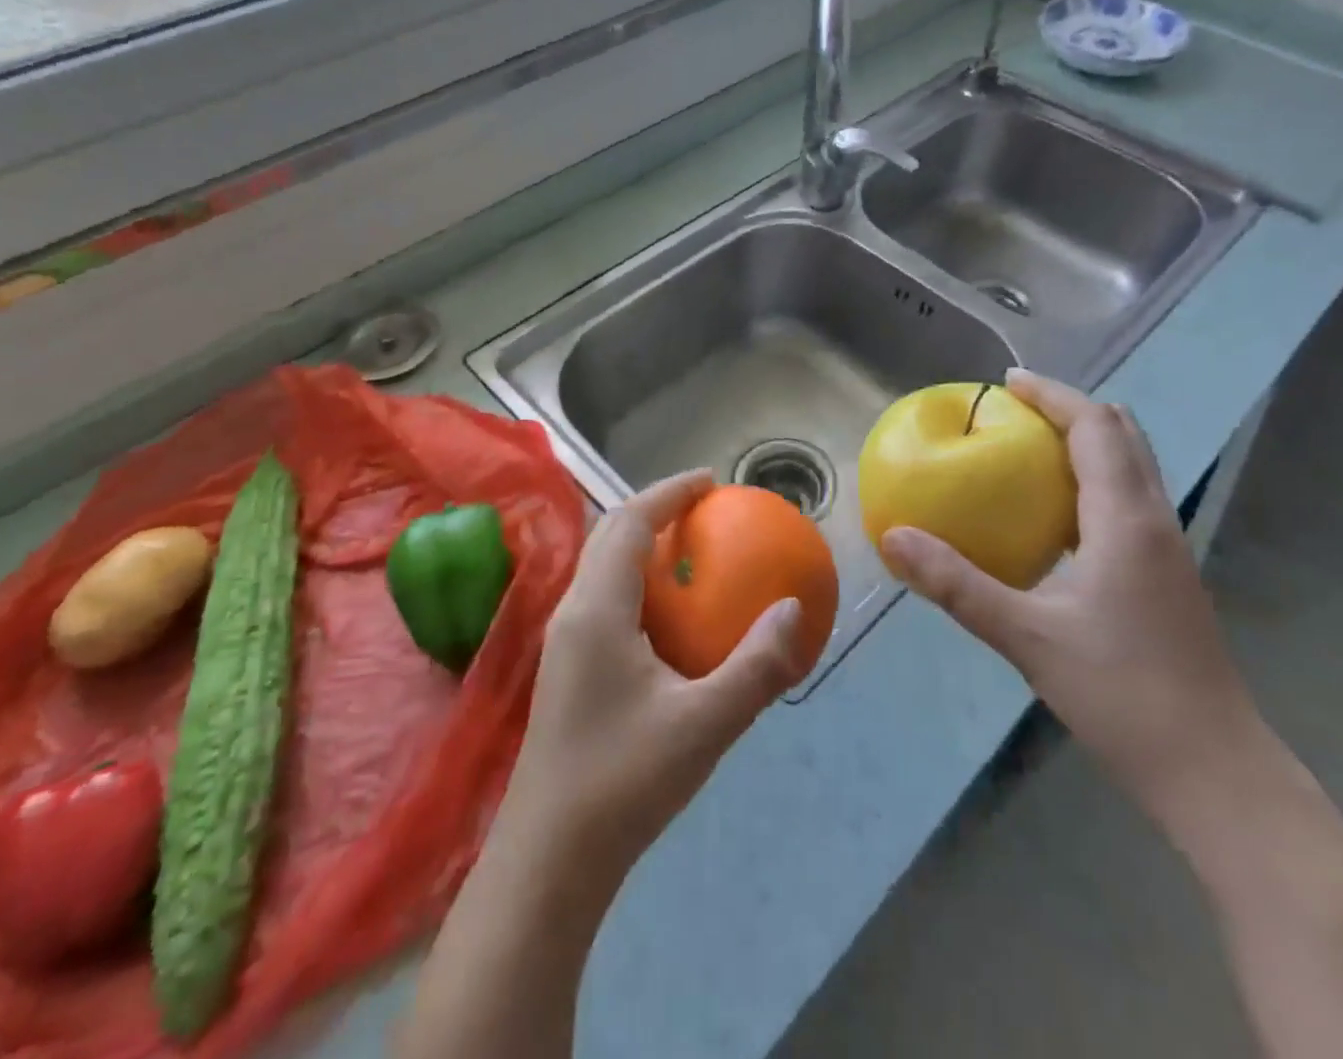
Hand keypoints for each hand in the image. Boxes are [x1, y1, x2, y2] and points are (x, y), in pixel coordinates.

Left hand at [497, 470, 811, 881]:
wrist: (548, 861)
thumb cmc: (623, 783)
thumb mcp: (704, 725)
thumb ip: (755, 665)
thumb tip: (794, 609)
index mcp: (597, 610)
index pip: (628, 523)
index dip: (668, 493)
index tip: (710, 482)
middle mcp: (573, 613)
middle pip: (609, 535)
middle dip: (655, 510)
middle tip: (705, 509)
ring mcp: (565, 642)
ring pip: (602, 567)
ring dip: (641, 544)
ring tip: (690, 550)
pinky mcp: (567, 669)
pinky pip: (604, 598)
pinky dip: (637, 581)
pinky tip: (669, 617)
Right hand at [880, 369, 1260, 816]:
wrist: (1213, 771)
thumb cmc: (1122, 693)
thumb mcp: (1026, 636)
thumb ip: (956, 584)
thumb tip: (893, 538)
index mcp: (1125, 519)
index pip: (1094, 427)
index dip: (1052, 395)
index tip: (1006, 381)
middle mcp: (1154, 520)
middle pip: (1121, 436)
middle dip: (1069, 410)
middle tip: (1014, 410)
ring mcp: (1167, 550)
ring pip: (1130, 468)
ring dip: (1085, 444)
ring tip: (1028, 450)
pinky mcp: (1166, 578)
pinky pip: (1127, 502)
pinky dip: (1091, 483)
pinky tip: (1053, 519)